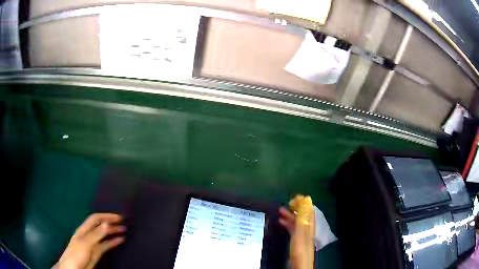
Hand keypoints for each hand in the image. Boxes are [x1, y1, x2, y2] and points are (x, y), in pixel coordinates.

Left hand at [58, 213, 125, 268]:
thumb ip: (96, 234)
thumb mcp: (85, 243)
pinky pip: (106, 245)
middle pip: (100, 226)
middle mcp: (89, 235)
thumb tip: (107, 224)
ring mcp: (93, 244)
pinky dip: (113, 242)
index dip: (106, 216)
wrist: (73, 268)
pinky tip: (120, 240)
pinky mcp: (96, 253)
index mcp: (84, 230)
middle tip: (123, 223)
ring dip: (113, 232)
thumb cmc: (76, 254)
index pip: (95, 219)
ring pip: (104, 235)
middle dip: (111, 223)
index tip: (118, 217)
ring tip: (123, 230)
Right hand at [279, 195, 314, 268]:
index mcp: (309, 225)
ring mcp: (302, 234)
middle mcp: (307, 228)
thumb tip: (305, 200)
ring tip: (280, 211)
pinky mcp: (297, 240)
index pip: (308, 210)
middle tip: (286, 203)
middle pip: (302, 215)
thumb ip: (301, 217)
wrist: (299, 264)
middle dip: (295, 208)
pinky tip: (281, 222)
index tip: (294, 197)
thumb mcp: (299, 232)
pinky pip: (293, 228)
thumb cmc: (299, 248)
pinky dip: (288, 224)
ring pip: (297, 221)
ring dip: (290, 215)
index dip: (303, 203)